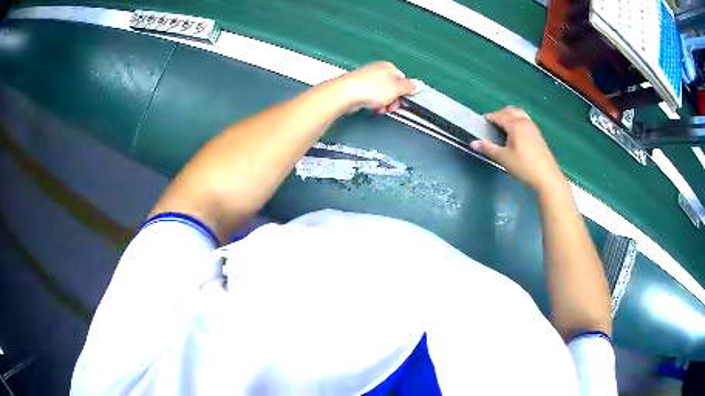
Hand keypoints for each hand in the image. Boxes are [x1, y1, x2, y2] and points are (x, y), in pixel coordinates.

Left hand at [334, 61, 416, 113]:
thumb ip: (409, 87)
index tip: (403, 101)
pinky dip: (373, 103)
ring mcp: (366, 78)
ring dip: (383, 103)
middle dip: (393, 99)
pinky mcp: (358, 87)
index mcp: (389, 67)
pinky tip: (371, 107)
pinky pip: (370, 96)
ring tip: (380, 109)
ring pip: (381, 93)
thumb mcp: (396, 89)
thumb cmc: (371, 88)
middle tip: (391, 107)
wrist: (345, 93)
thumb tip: (418, 85)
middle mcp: (377, 70)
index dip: (405, 92)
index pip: (403, 79)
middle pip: (392, 87)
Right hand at [470, 107, 564, 191]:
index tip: (482, 122)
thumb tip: (473, 143)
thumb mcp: (503, 158)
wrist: (547, 177)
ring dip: (510, 116)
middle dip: (500, 114)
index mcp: (514, 124)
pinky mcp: (538, 134)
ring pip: (519, 114)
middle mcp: (524, 121)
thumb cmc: (523, 166)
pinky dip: (518, 121)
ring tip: (504, 127)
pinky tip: (517, 134)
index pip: (498, 116)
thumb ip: (488, 148)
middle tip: (492, 124)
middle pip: (510, 111)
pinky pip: (525, 120)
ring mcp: (533, 127)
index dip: (489, 117)